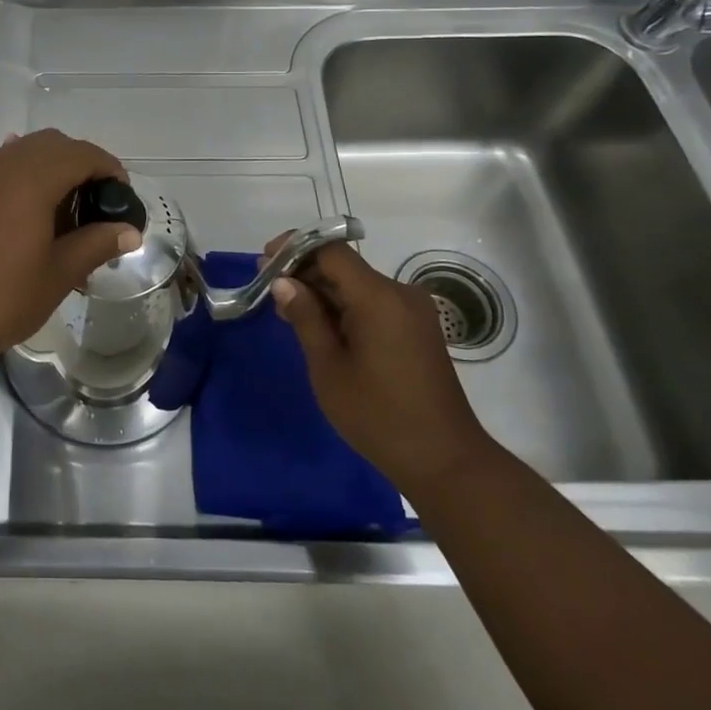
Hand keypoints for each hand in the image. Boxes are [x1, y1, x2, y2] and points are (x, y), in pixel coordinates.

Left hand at [0, 130, 140, 367]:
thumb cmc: (0, 299)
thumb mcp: (58, 274)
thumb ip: (96, 244)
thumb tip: (129, 231)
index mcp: (29, 178)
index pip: (80, 153)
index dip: (108, 168)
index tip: (121, 195)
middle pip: (50, 144)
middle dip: (78, 164)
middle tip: (93, 203)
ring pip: (18, 152)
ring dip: (46, 169)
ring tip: (58, 212)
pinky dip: (17, 179)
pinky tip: (20, 215)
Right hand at [267, 238, 496, 497]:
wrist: (445, 461)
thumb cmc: (378, 416)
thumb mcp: (329, 367)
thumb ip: (305, 317)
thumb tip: (282, 282)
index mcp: (378, 297)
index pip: (331, 251)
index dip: (295, 248)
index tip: (265, 262)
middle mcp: (400, 293)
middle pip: (344, 266)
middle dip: (305, 273)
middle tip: (270, 293)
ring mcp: (413, 310)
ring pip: (357, 285)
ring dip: (324, 292)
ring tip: (290, 314)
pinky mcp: (417, 328)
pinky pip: (373, 303)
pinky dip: (345, 307)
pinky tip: (322, 328)